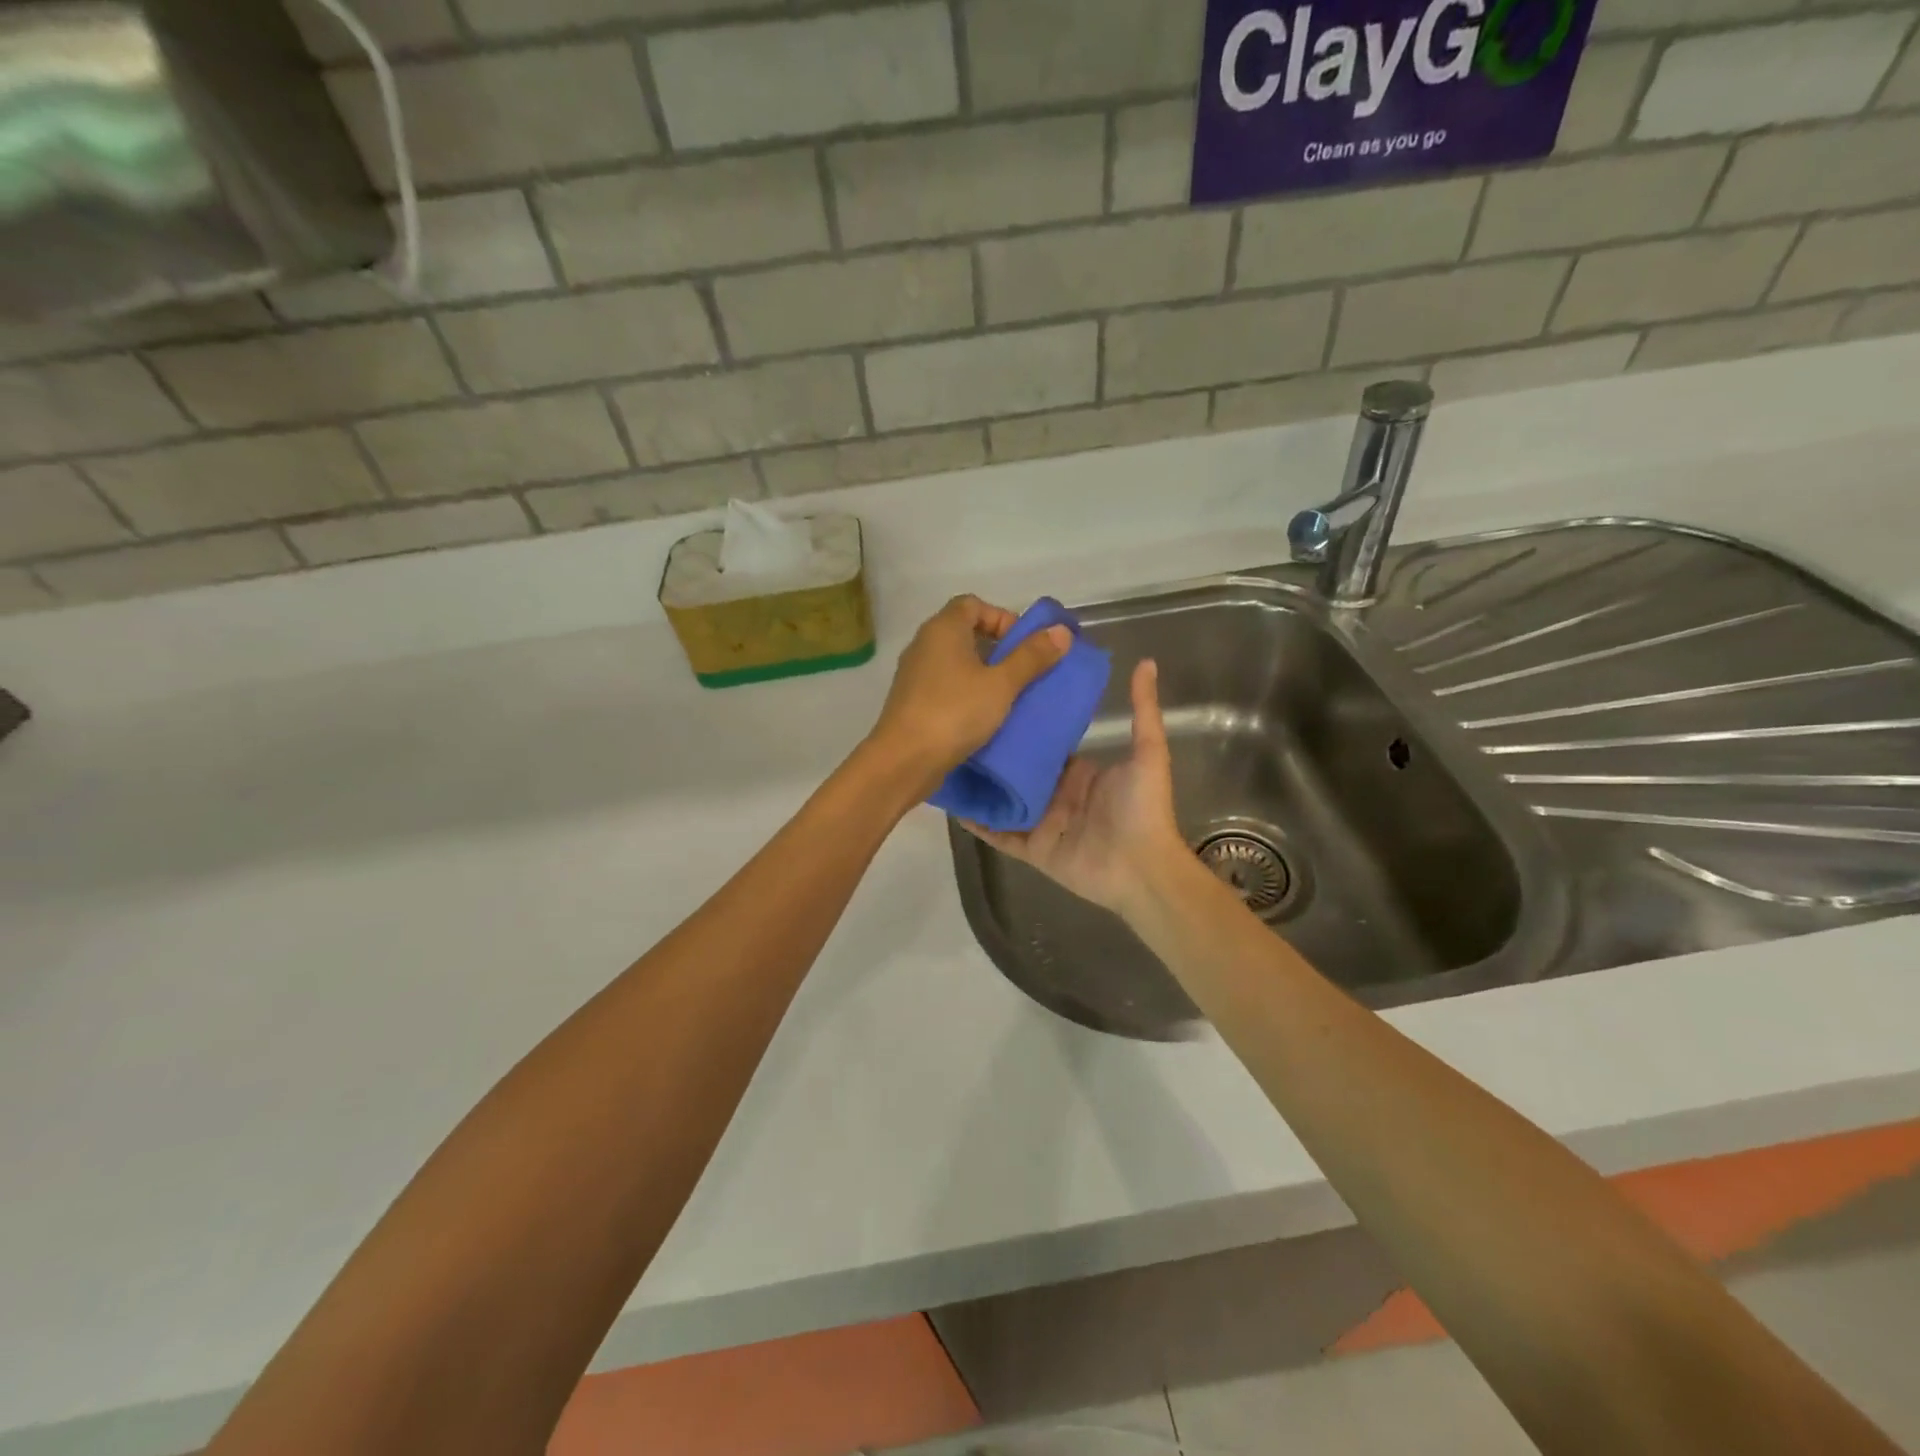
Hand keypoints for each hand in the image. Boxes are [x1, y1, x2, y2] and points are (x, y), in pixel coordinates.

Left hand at [864, 595, 1071, 798]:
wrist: (903, 760)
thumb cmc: (955, 713)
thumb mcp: (1001, 685)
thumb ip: (1031, 657)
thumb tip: (1061, 631)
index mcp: (943, 628)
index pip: (973, 604)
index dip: (1001, 617)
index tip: (1023, 644)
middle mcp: (924, 644)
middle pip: (964, 632)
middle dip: (996, 648)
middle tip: (1022, 672)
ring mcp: (914, 673)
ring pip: (955, 662)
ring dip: (982, 674)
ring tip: (1008, 697)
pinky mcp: (911, 701)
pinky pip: (944, 686)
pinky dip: (965, 693)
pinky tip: (983, 717)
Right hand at [962, 659, 1188, 918]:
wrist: (1142, 868)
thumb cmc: (1143, 808)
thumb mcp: (1147, 752)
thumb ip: (1143, 710)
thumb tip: (1146, 662)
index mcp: (1079, 772)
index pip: (1046, 744)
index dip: (1025, 725)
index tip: (998, 700)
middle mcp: (1057, 795)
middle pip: (1020, 771)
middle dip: (996, 754)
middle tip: (962, 726)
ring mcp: (1041, 823)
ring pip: (1004, 800)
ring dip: (982, 785)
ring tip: (949, 761)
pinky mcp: (1031, 849)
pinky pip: (999, 833)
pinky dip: (978, 822)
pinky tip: (953, 804)